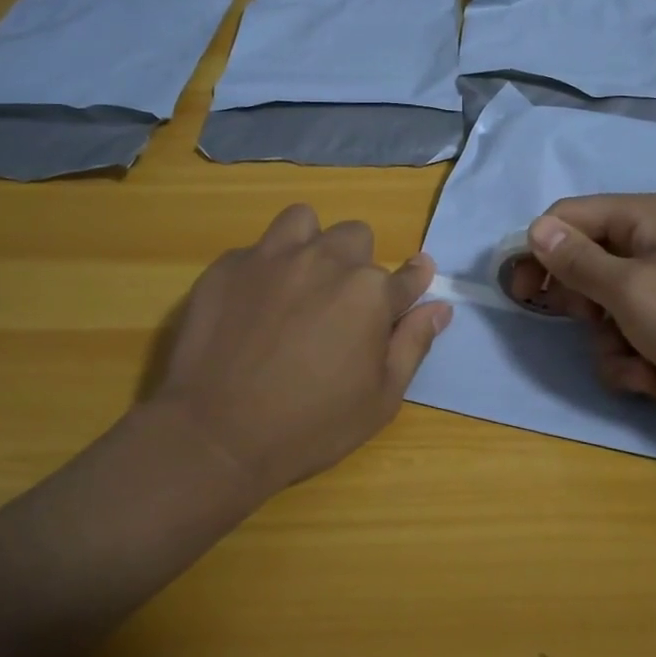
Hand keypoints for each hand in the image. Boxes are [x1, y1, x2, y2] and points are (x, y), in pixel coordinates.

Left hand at [151, 204, 452, 494]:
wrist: (215, 435)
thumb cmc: (310, 426)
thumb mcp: (380, 399)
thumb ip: (413, 344)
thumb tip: (440, 307)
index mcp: (369, 292)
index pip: (409, 274)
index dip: (413, 281)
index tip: (411, 286)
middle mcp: (325, 260)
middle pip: (356, 236)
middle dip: (356, 264)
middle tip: (340, 305)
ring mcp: (272, 257)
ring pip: (304, 222)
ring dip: (310, 244)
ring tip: (298, 281)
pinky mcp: (227, 266)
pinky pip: (256, 249)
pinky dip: (263, 269)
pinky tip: (251, 306)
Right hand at [506, 194, 655, 413]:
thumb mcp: (628, 290)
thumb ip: (575, 260)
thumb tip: (535, 227)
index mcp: (642, 218)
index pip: (567, 218)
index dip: (537, 250)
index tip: (517, 290)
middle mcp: (651, 245)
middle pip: (585, 267)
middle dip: (587, 308)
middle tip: (597, 324)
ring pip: (606, 314)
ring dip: (616, 347)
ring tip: (644, 363)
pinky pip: (633, 339)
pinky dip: (641, 364)